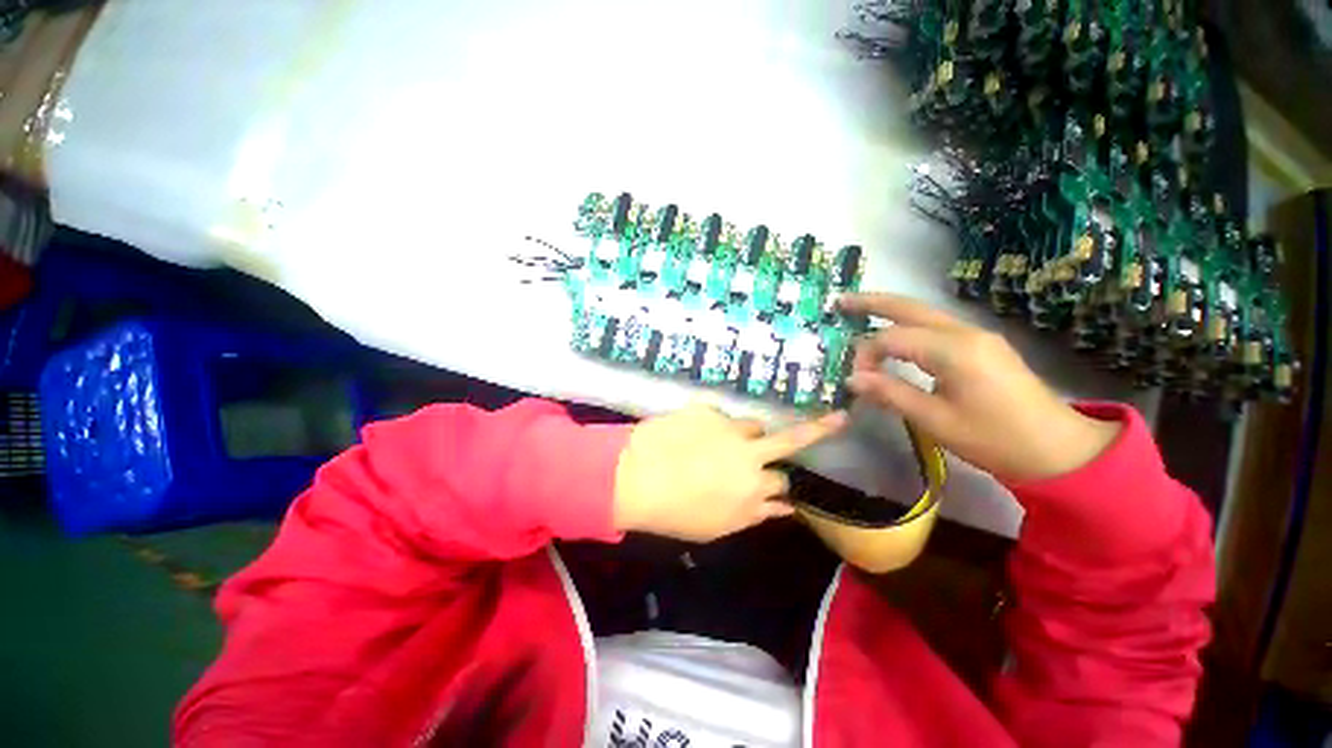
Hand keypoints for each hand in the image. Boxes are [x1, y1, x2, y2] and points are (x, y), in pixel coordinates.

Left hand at [613, 403, 846, 541]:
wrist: (634, 477)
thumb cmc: (674, 512)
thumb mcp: (718, 526)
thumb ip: (755, 513)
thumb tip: (784, 505)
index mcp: (754, 487)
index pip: (783, 482)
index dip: (775, 484)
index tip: (770, 482)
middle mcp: (750, 454)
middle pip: (793, 439)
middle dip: (819, 430)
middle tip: (837, 419)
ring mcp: (728, 427)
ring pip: (752, 425)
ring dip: (745, 435)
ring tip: (719, 443)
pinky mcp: (705, 409)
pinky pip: (716, 415)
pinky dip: (709, 425)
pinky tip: (689, 435)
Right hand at [837, 293, 1119, 481]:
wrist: (1058, 450)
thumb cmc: (995, 439)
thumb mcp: (936, 421)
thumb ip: (891, 394)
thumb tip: (852, 379)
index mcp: (954, 350)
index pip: (892, 339)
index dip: (866, 355)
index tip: (855, 380)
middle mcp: (965, 333)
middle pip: (909, 307)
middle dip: (872, 302)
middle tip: (840, 301)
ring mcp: (976, 336)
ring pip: (923, 312)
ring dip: (889, 309)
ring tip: (858, 309)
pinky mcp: (981, 346)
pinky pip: (935, 326)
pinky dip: (907, 324)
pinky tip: (894, 331)